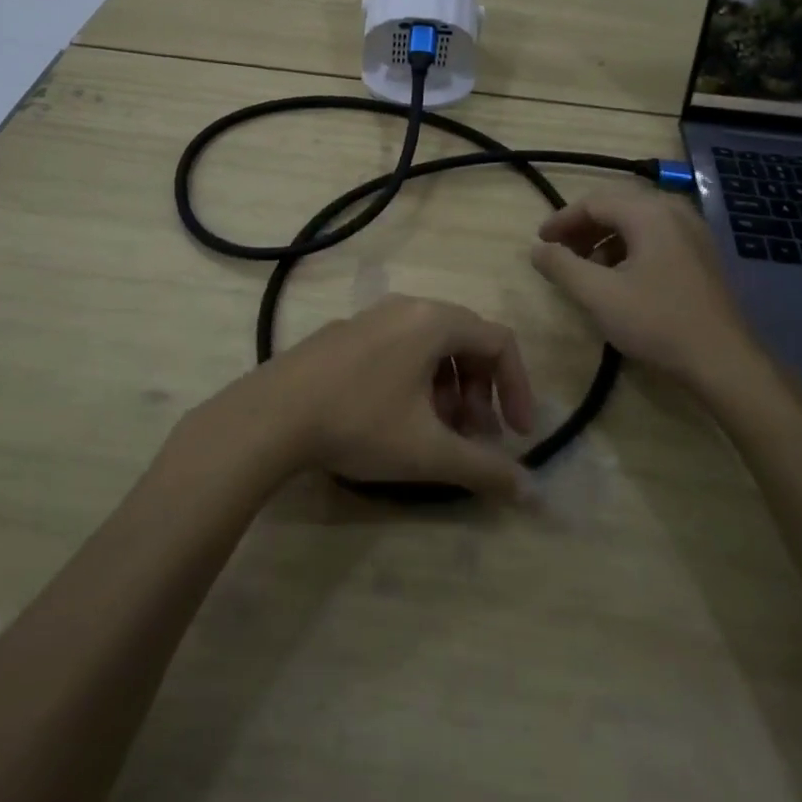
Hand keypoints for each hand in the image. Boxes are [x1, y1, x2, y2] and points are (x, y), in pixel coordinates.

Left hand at [224, 294, 536, 500]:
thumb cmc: (360, 423)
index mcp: (433, 321)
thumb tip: (530, 493)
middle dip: (481, 392)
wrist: (271, 414)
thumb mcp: (428, 452)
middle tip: (475, 436)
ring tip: (438, 432)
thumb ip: (484, 469)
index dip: (518, 388)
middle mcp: (406, 307)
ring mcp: (371, 317)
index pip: (499, 342)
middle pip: (466, 341)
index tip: (517, 434)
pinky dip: (417, 380)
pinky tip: (398, 419)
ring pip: (431, 346)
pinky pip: (399, 347)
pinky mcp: (345, 334)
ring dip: (449, 389)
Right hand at [530, 185, 779, 409]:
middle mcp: (674, 212)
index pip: (594, 202)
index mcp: (649, 213)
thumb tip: (537, 249)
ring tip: (586, 268)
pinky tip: (619, 278)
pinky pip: (656, 236)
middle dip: (583, 227)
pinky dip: (629, 248)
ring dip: (605, 238)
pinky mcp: (701, 255)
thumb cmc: (656, 322)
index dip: (561, 220)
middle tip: (559, 252)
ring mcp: (693, 232)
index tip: (540, 242)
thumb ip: (562, 267)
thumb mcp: (598, 295)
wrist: (723, 360)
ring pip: (637, 222)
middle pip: (617, 206)